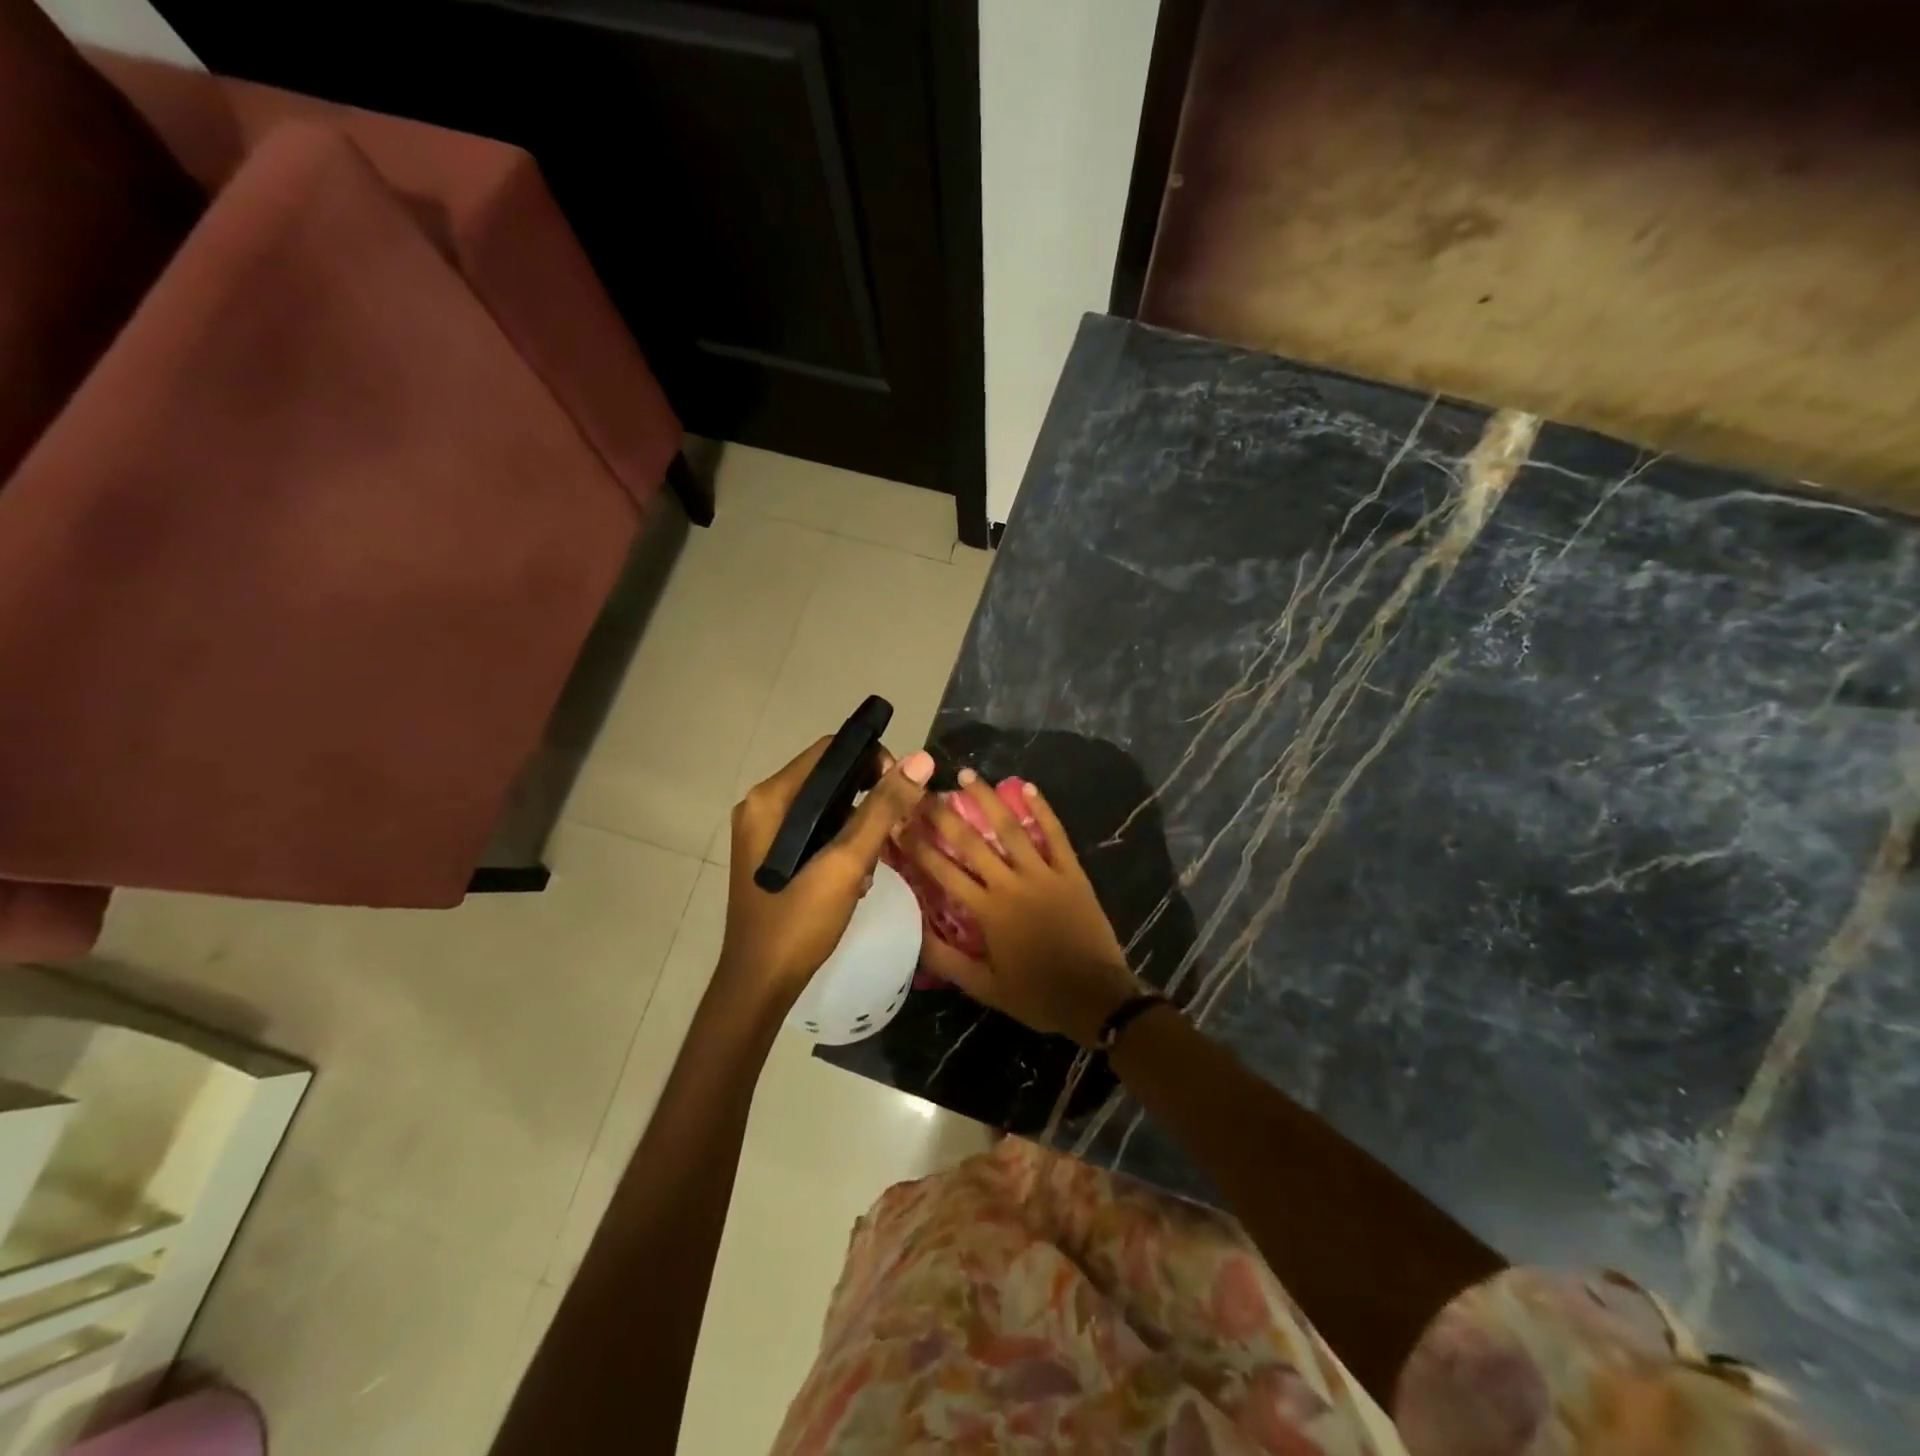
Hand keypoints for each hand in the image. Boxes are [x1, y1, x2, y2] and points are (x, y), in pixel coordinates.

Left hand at [723, 739, 934, 999]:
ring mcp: (764, 832)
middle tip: (893, 831)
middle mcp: (762, 805)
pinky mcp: (771, 855)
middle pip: (829, 777)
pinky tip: (855, 876)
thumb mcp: (846, 863)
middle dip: (867, 798)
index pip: (831, 750)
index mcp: (771, 798)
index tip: (902, 791)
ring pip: (826, 806)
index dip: (872, 760)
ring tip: (873, 861)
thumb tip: (921, 759)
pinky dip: (840, 842)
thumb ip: (882, 809)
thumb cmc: (799, 921)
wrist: (759, 984)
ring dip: (857, 826)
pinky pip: (814, 830)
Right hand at [905, 770, 1139, 1046]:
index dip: (917, 846)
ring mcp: (1044, 874)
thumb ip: (947, 960)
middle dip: (943, 815)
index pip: (943, 872)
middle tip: (922, 790)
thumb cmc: (1037, 995)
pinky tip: (1028, 787)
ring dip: (988, 800)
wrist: (1096, 997)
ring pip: (1011, 829)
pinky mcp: (1071, 872)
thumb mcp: (984, 988)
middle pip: (971, 842)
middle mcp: (1011, 884)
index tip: (897, 822)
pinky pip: (1055, 835)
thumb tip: (913, 933)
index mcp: (987, 912)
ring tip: (967, 775)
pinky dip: (1043, 810)